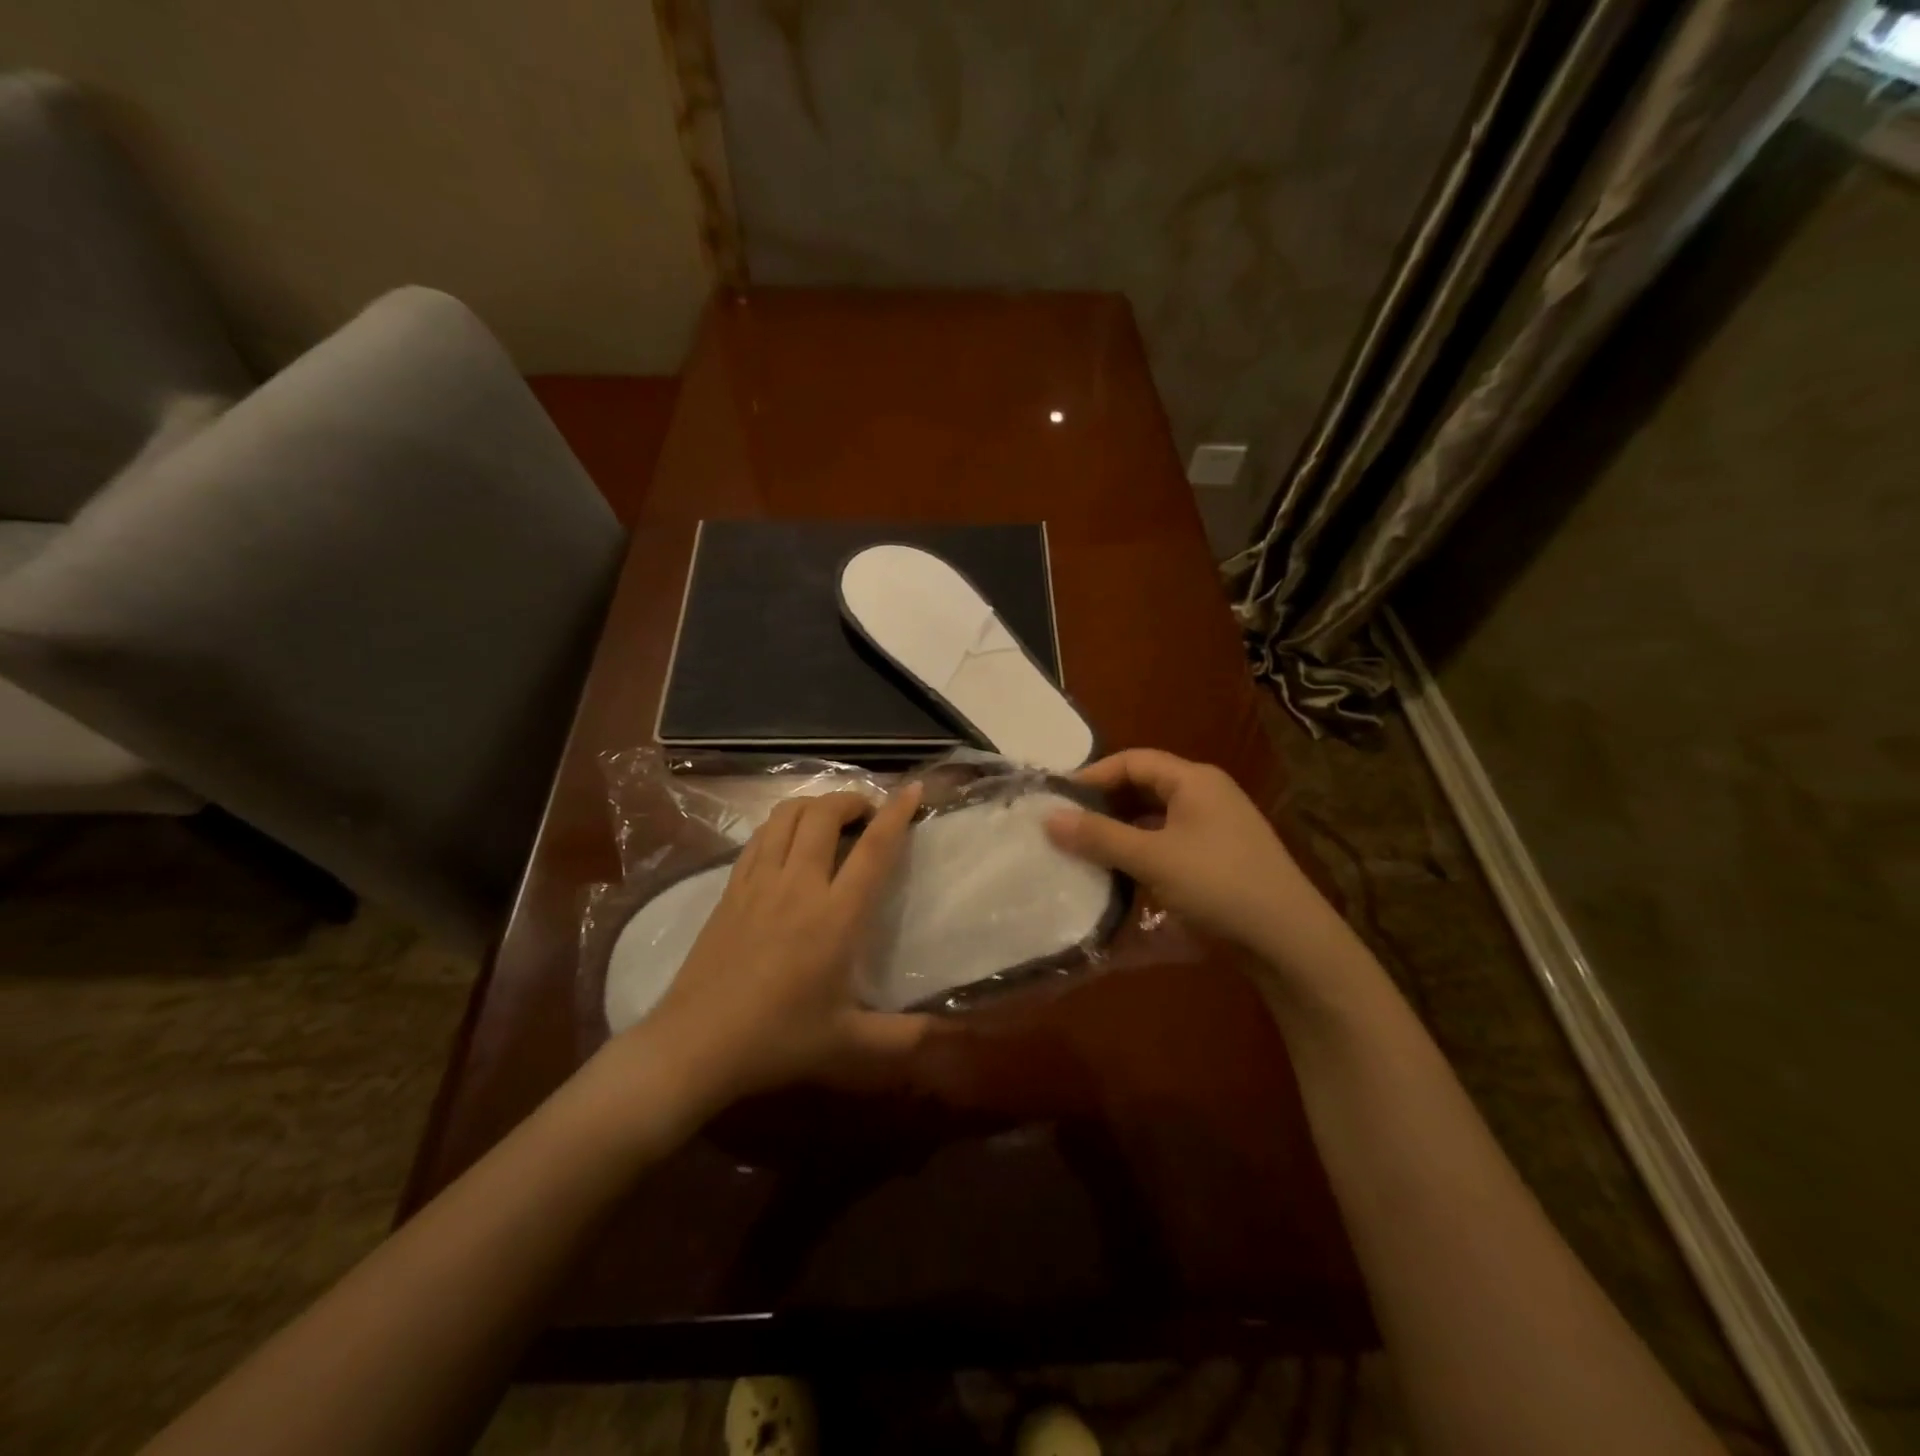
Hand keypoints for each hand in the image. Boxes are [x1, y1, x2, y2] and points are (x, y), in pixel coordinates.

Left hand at [634, 783, 929, 1103]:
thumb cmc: (778, 1040)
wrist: (695, 1046)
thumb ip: (906, 1037)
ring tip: (830, 818)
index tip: (912, 789)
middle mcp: (798, 886)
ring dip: (814, 804)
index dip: (896, 813)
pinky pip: (759, 836)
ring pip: (786, 815)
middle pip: (824, 814)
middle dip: (851, 800)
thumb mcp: (850, 1044)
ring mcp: (758, 882)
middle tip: (868, 814)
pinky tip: (788, 841)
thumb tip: (951, 1032)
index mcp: (835, 916)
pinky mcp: (730, 889)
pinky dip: (781, 823)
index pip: (873, 849)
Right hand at [1044, 749, 1361, 983]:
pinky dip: (1141, 851)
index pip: (1132, 761)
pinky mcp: (1218, 857)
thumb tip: (1048, 818)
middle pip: (1144, 786)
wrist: (1288, 940)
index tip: (1057, 799)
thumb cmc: (1218, 884)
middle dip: (1104, 804)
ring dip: (1120, 830)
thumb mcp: (1153, 858)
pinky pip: (1168, 842)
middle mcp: (1206, 794)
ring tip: (1085, 849)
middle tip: (1066, 825)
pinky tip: (1120, 873)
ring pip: (1155, 817)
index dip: (1093, 775)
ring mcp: (1215, 827)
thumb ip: (1099, 836)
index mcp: (1194, 780)